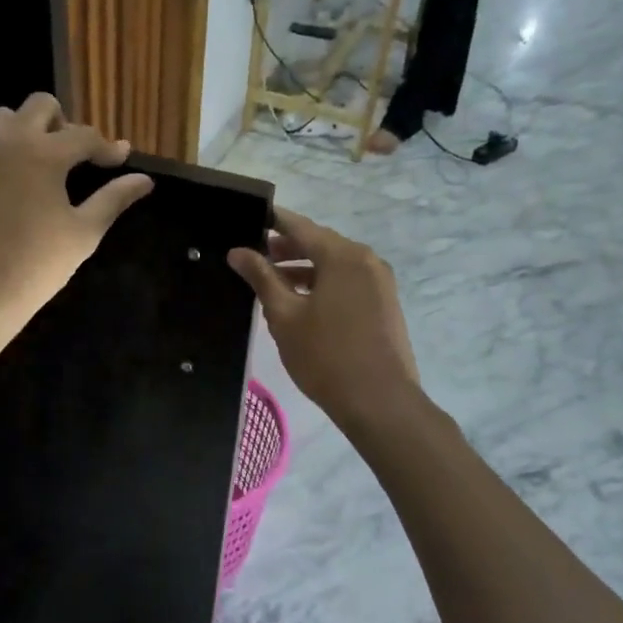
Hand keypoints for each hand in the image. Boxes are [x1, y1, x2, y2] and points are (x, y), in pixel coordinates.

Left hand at [0, 93, 152, 341]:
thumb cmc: (36, 263)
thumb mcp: (84, 232)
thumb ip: (114, 199)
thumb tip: (144, 180)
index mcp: (44, 153)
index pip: (84, 135)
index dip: (107, 147)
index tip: (122, 159)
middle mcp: (10, 142)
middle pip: (41, 105)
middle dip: (65, 123)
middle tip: (79, 156)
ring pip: (7, 118)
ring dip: (32, 129)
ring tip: (46, 163)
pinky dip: (10, 150)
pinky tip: (22, 184)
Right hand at [227, 208, 419, 426]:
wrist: (379, 402)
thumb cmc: (325, 356)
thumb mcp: (284, 315)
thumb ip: (261, 278)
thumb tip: (238, 252)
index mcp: (342, 255)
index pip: (299, 227)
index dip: (272, 222)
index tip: (247, 220)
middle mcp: (365, 259)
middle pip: (319, 243)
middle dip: (286, 248)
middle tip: (253, 256)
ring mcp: (380, 282)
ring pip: (334, 264)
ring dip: (304, 268)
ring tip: (272, 281)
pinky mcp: (385, 303)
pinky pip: (348, 281)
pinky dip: (324, 283)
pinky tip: (302, 301)